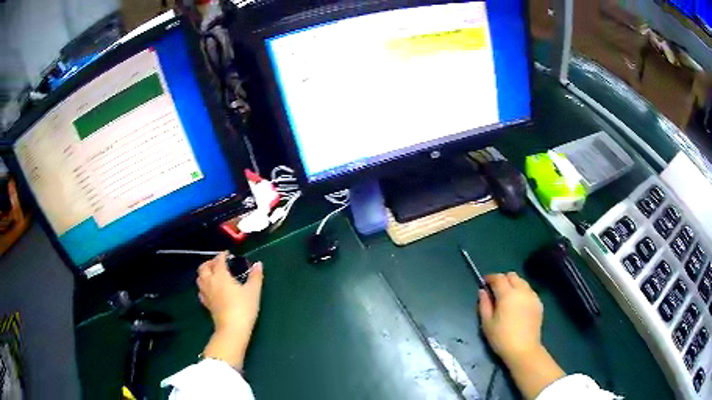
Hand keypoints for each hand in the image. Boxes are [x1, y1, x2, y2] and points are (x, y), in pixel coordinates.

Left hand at [197, 252, 263, 367]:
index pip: (218, 260)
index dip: (222, 255)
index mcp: (221, 275)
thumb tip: (258, 264)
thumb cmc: (244, 307)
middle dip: (209, 262)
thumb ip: (255, 276)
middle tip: (218, 263)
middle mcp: (210, 281)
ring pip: (199, 278)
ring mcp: (206, 293)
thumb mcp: (253, 291)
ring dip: (204, 273)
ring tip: (213, 274)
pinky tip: (210, 290)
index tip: (228, 254)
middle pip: (203, 267)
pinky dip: (204, 286)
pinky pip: (201, 291)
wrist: (232, 328)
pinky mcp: (206, 304)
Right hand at [478, 272, 543, 363]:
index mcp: (507, 294)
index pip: (498, 278)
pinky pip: (529, 291)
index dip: (490, 277)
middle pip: (512, 275)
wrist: (524, 349)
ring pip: (522, 282)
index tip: (484, 282)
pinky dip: (522, 292)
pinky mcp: (539, 303)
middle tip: (496, 290)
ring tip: (508, 298)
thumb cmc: (501, 338)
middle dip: (503, 279)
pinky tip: (518, 305)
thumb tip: (482, 291)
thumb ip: (484, 304)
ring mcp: (532, 296)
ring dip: (514, 285)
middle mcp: (522, 291)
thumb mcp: (487, 323)